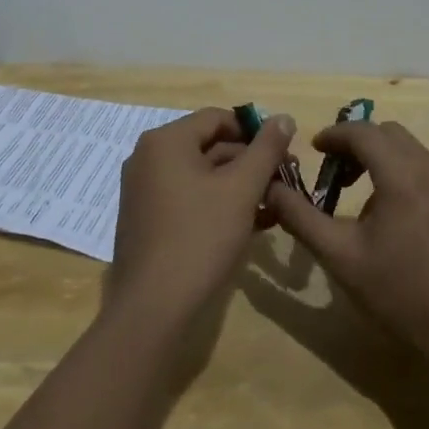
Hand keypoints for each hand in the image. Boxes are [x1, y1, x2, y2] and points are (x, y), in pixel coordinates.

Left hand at [109, 107, 294, 327]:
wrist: (153, 310)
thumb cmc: (200, 237)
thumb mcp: (242, 189)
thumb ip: (266, 149)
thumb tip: (284, 117)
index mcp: (166, 141)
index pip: (218, 118)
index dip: (255, 132)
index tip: (284, 154)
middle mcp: (148, 158)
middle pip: (209, 146)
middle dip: (250, 162)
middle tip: (284, 181)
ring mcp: (144, 191)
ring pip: (201, 175)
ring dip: (238, 185)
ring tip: (273, 205)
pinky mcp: (147, 221)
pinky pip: (188, 198)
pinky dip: (217, 204)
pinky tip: (249, 224)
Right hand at [266, 120, 428, 366]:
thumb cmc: (400, 294)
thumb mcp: (341, 257)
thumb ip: (302, 218)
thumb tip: (271, 189)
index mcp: (402, 174)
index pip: (363, 132)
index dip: (335, 134)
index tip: (315, 148)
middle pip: (390, 135)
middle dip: (359, 144)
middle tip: (337, 174)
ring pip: (415, 152)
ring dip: (386, 161)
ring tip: (367, 199)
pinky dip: (411, 178)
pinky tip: (404, 220)